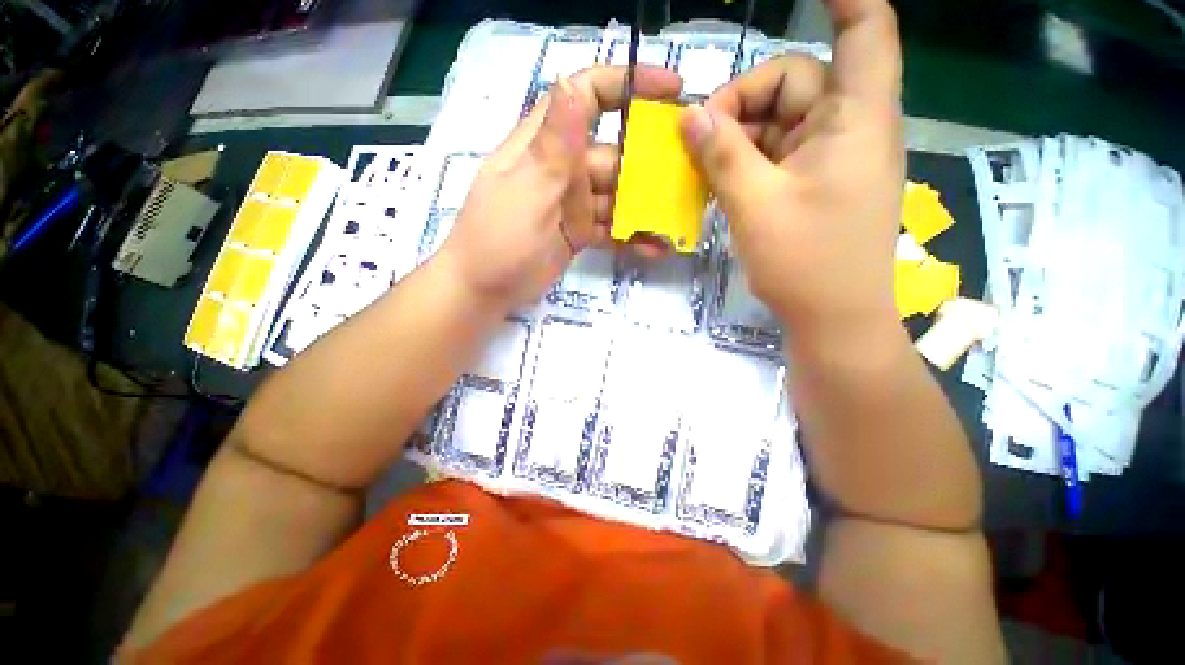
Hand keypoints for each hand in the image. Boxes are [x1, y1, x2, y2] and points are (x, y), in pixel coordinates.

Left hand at [438, 65, 682, 310]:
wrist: (484, 290)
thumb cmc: (497, 240)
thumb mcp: (526, 192)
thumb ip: (553, 147)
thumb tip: (573, 84)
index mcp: (546, 145)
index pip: (586, 95)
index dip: (627, 84)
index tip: (671, 91)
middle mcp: (564, 168)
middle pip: (615, 153)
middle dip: (650, 163)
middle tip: (688, 177)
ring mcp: (574, 203)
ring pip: (619, 196)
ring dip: (646, 208)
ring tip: (676, 222)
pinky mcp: (580, 232)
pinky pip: (612, 228)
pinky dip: (632, 237)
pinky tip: (655, 248)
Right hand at [680, 0, 903, 335]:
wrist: (833, 318)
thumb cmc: (806, 263)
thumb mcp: (755, 205)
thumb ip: (722, 155)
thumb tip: (690, 117)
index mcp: (855, 118)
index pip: (865, 28)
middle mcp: (849, 128)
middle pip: (792, 82)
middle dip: (740, 104)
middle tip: (698, 141)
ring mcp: (831, 158)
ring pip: (778, 122)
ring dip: (736, 140)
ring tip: (701, 170)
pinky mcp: (815, 184)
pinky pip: (776, 154)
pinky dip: (745, 162)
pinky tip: (719, 183)